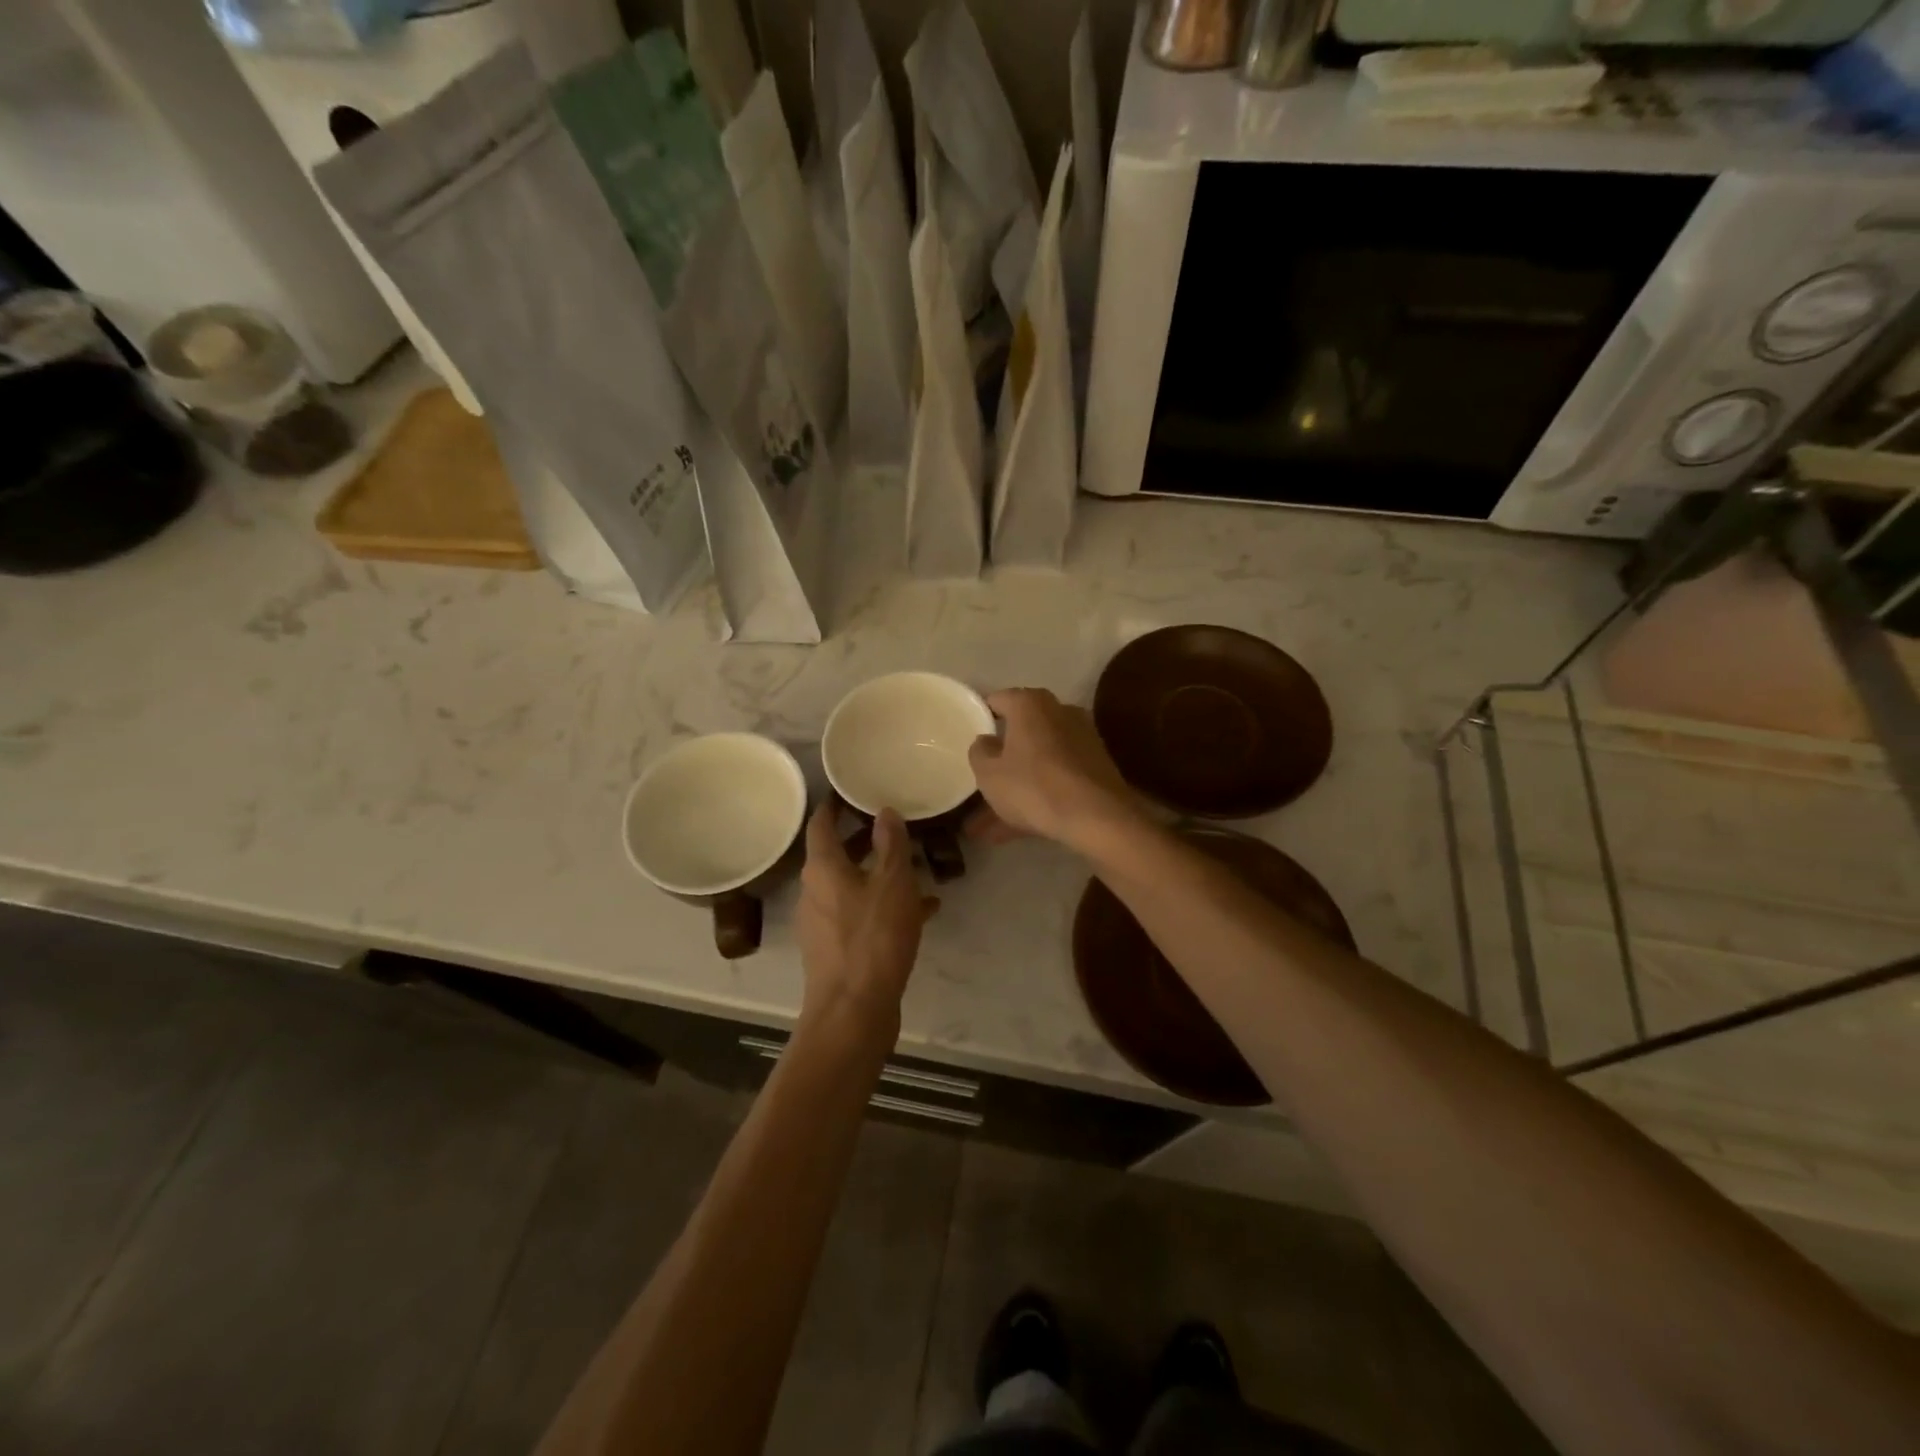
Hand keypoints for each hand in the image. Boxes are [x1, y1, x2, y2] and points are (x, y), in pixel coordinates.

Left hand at [795, 800, 935, 1046]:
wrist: (853, 1012)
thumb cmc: (873, 938)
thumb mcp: (893, 883)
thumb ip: (891, 844)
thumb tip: (885, 811)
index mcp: (822, 869)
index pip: (820, 825)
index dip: (833, 806)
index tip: (848, 791)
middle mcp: (815, 892)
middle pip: (836, 856)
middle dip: (863, 840)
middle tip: (892, 826)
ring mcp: (822, 924)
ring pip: (852, 887)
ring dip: (879, 875)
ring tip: (916, 869)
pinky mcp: (835, 950)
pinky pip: (861, 916)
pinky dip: (884, 907)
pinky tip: (922, 912)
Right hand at [966, 688, 1142, 852]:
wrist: (1098, 816)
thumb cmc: (1034, 786)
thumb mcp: (989, 773)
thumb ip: (980, 752)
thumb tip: (986, 740)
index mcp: (1030, 704)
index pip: (997, 700)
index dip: (980, 717)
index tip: (968, 738)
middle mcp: (1059, 712)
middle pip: (1020, 732)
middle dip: (999, 760)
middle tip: (980, 781)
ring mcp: (1081, 739)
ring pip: (1037, 762)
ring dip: (1015, 788)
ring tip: (986, 827)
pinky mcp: (1095, 767)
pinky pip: (1055, 778)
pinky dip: (1036, 798)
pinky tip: (1012, 831)